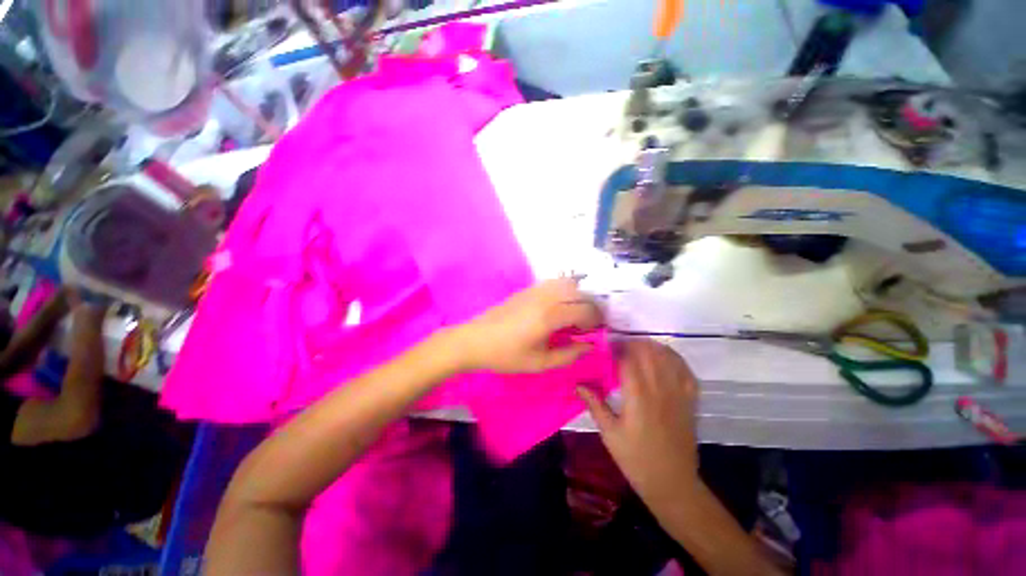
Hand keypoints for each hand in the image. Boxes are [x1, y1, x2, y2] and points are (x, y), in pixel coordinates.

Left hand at [452, 278, 602, 373]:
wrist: (476, 340)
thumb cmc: (507, 355)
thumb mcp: (540, 363)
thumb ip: (569, 354)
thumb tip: (589, 346)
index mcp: (551, 315)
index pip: (585, 310)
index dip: (596, 321)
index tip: (595, 332)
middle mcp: (547, 297)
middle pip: (580, 293)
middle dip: (591, 307)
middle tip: (589, 324)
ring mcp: (536, 289)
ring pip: (568, 283)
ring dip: (578, 296)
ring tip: (576, 313)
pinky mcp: (527, 288)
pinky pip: (554, 282)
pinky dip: (565, 290)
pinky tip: (560, 305)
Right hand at [577, 339, 699, 500]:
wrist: (672, 483)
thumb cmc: (636, 459)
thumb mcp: (609, 434)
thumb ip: (595, 405)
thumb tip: (577, 384)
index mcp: (638, 397)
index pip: (628, 359)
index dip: (616, 348)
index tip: (604, 348)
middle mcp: (659, 389)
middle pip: (648, 352)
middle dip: (632, 343)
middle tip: (618, 348)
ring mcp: (678, 393)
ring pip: (667, 356)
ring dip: (651, 346)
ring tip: (637, 349)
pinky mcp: (690, 400)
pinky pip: (685, 370)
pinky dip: (674, 357)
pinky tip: (663, 357)